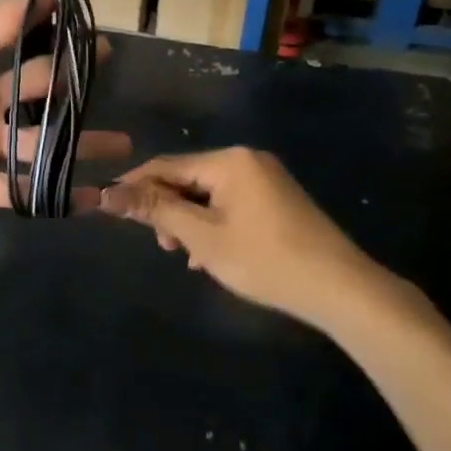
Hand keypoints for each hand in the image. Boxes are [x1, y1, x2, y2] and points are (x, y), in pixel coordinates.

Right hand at [99, 147, 393, 327]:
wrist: (343, 290)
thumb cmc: (266, 260)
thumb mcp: (203, 237)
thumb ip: (156, 211)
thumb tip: (106, 194)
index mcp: (229, 161)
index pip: (166, 165)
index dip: (135, 186)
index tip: (110, 208)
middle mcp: (247, 160)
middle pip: (188, 178)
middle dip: (168, 209)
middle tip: (162, 246)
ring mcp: (266, 179)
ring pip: (209, 195)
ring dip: (190, 221)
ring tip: (186, 256)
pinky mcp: (278, 201)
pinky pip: (231, 204)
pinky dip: (214, 225)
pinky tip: (210, 255)